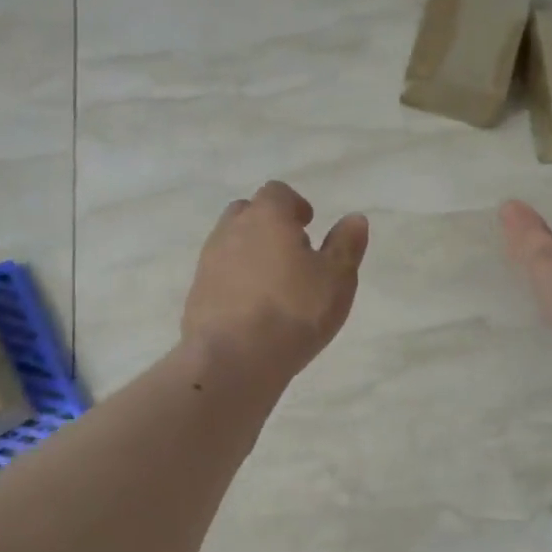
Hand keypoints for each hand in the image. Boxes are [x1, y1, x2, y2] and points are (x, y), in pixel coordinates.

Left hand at [183, 181, 369, 379]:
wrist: (233, 359)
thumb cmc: (295, 311)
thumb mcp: (337, 278)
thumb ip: (346, 244)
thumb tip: (354, 218)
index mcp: (266, 217)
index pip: (277, 192)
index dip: (294, 205)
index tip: (308, 225)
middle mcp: (231, 230)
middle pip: (247, 212)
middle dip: (268, 225)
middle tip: (292, 252)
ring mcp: (208, 262)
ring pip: (230, 243)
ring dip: (251, 253)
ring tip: (275, 284)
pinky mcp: (196, 294)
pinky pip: (219, 275)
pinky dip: (236, 281)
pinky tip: (254, 309)